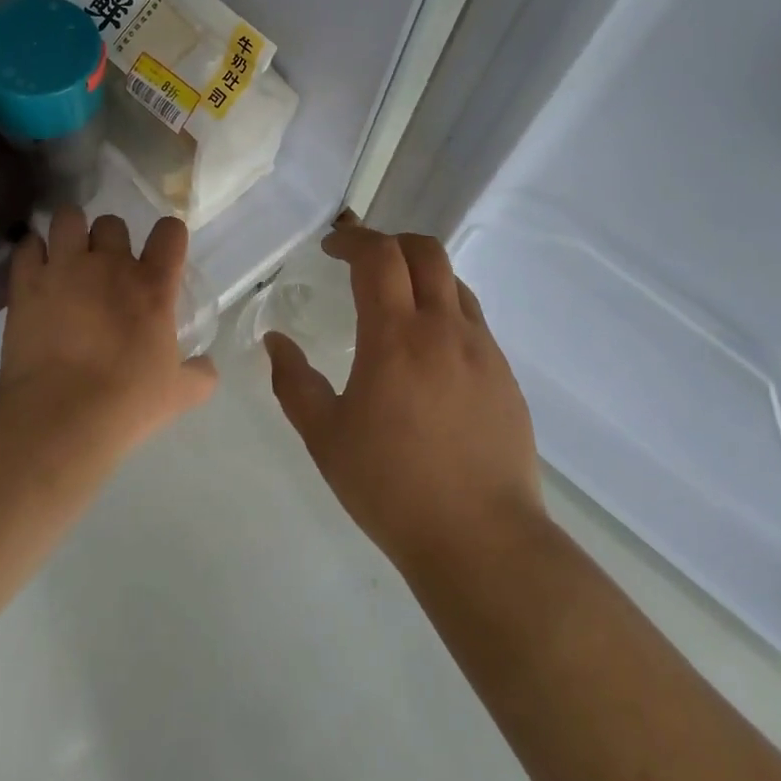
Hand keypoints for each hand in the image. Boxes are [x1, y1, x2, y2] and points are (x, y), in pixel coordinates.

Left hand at [0, 207, 217, 457]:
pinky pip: (27, 246)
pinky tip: (35, 271)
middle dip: (110, 240)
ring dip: (70, 232)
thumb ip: (200, 375)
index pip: (170, 231)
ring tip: (66, 255)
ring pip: (68, 218)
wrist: (60, 416)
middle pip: (112, 222)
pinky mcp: (26, 282)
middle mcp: (110, 264)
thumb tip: (208, 367)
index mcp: (152, 285)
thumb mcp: (178, 394)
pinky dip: (32, 253)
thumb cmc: (127, 402)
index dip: (168, 236)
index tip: (162, 253)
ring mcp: (65, 268)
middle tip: (105, 268)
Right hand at [266, 216, 544, 573]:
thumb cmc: (392, 487)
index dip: (353, 240)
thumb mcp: (325, 437)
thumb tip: (275, 342)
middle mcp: (444, 329)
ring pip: (454, 283)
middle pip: (426, 251)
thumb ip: (294, 382)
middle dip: (391, 242)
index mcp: (396, 336)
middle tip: (363, 262)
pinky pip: (473, 321)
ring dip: (421, 275)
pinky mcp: (505, 375)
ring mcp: (483, 350)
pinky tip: (429, 353)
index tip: (331, 248)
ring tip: (396, 303)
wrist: (482, 540)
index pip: (379, 256)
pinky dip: (444, 311)